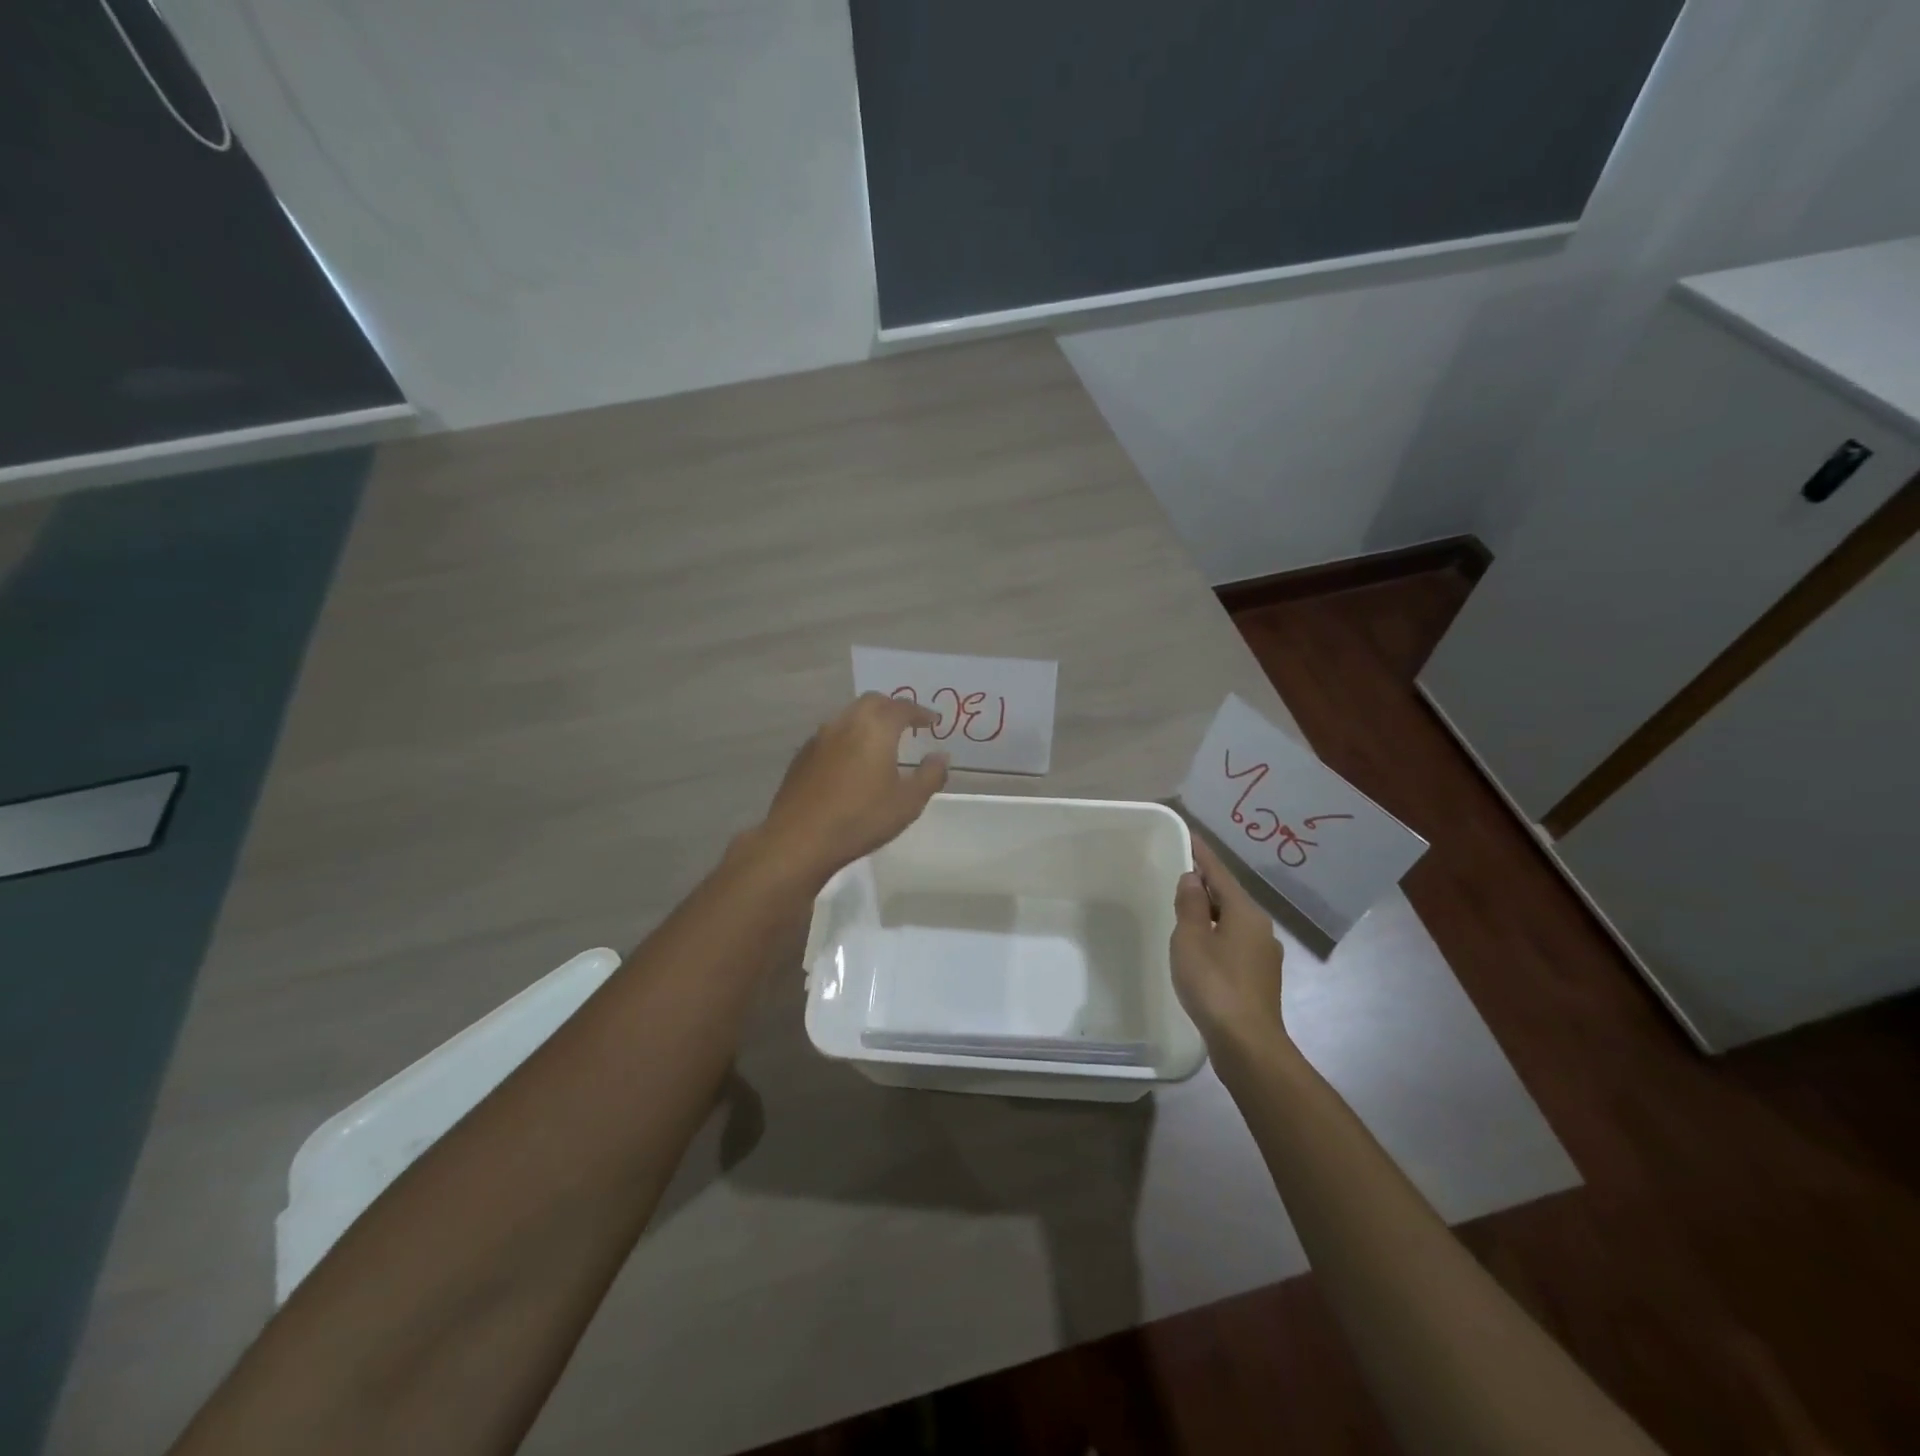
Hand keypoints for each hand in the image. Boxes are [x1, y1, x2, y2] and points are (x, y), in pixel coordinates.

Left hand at [754, 693, 949, 884]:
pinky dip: (848, 738)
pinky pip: (832, 735)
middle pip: (872, 702)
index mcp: (875, 727)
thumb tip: (941, 757)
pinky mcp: (802, 756)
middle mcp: (846, 723)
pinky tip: (851, 762)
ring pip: (848, 716)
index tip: (933, 721)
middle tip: (907, 724)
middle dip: (892, 708)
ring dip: (867, 721)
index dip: (921, 712)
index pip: (902, 707)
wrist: (800, 839)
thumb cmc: (861, 818)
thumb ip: (930, 775)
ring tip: (880, 741)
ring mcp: (819, 738)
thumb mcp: (908, 802)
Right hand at [1171, 836, 1288, 1051]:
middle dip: (1206, 884)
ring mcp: (1263, 955)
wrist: (1247, 1044)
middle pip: (1229, 896)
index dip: (1202, 854)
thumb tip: (1193, 879)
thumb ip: (1190, 906)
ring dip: (1210, 911)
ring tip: (1185, 908)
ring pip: (1232, 921)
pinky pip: (1233, 943)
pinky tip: (1200, 946)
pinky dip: (1215, 934)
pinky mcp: (1259, 979)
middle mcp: (1260, 929)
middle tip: (1179, 871)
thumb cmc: (1214, 984)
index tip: (1189, 834)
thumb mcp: (1191, 939)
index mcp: (1245, 913)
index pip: (1220, 873)